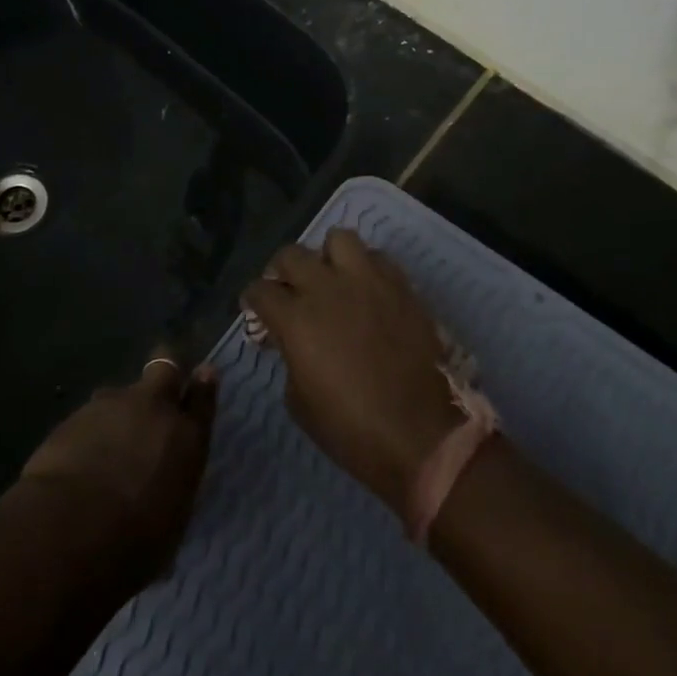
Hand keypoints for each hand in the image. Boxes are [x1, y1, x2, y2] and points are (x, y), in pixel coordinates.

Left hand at [19, 354, 218, 582]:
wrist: (71, 528)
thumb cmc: (135, 543)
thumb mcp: (169, 525)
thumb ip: (171, 491)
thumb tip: (163, 494)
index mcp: (187, 438)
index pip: (203, 398)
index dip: (203, 385)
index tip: (204, 375)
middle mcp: (154, 409)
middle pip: (165, 368)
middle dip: (165, 372)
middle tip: (158, 389)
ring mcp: (112, 406)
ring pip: (119, 395)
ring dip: (118, 413)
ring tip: (107, 446)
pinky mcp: (74, 415)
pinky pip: (88, 418)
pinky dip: (88, 434)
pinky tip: (78, 461)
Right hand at [243, 229, 462, 516]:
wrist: (423, 437)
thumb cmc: (353, 430)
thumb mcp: (300, 402)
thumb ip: (290, 358)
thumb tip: (292, 341)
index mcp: (296, 319)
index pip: (260, 291)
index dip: (253, 301)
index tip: (257, 313)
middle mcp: (327, 288)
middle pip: (291, 255)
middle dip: (281, 271)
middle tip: (288, 291)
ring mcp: (368, 282)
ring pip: (338, 239)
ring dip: (327, 257)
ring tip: (332, 279)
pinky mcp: (401, 286)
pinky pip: (377, 257)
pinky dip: (366, 267)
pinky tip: (366, 290)